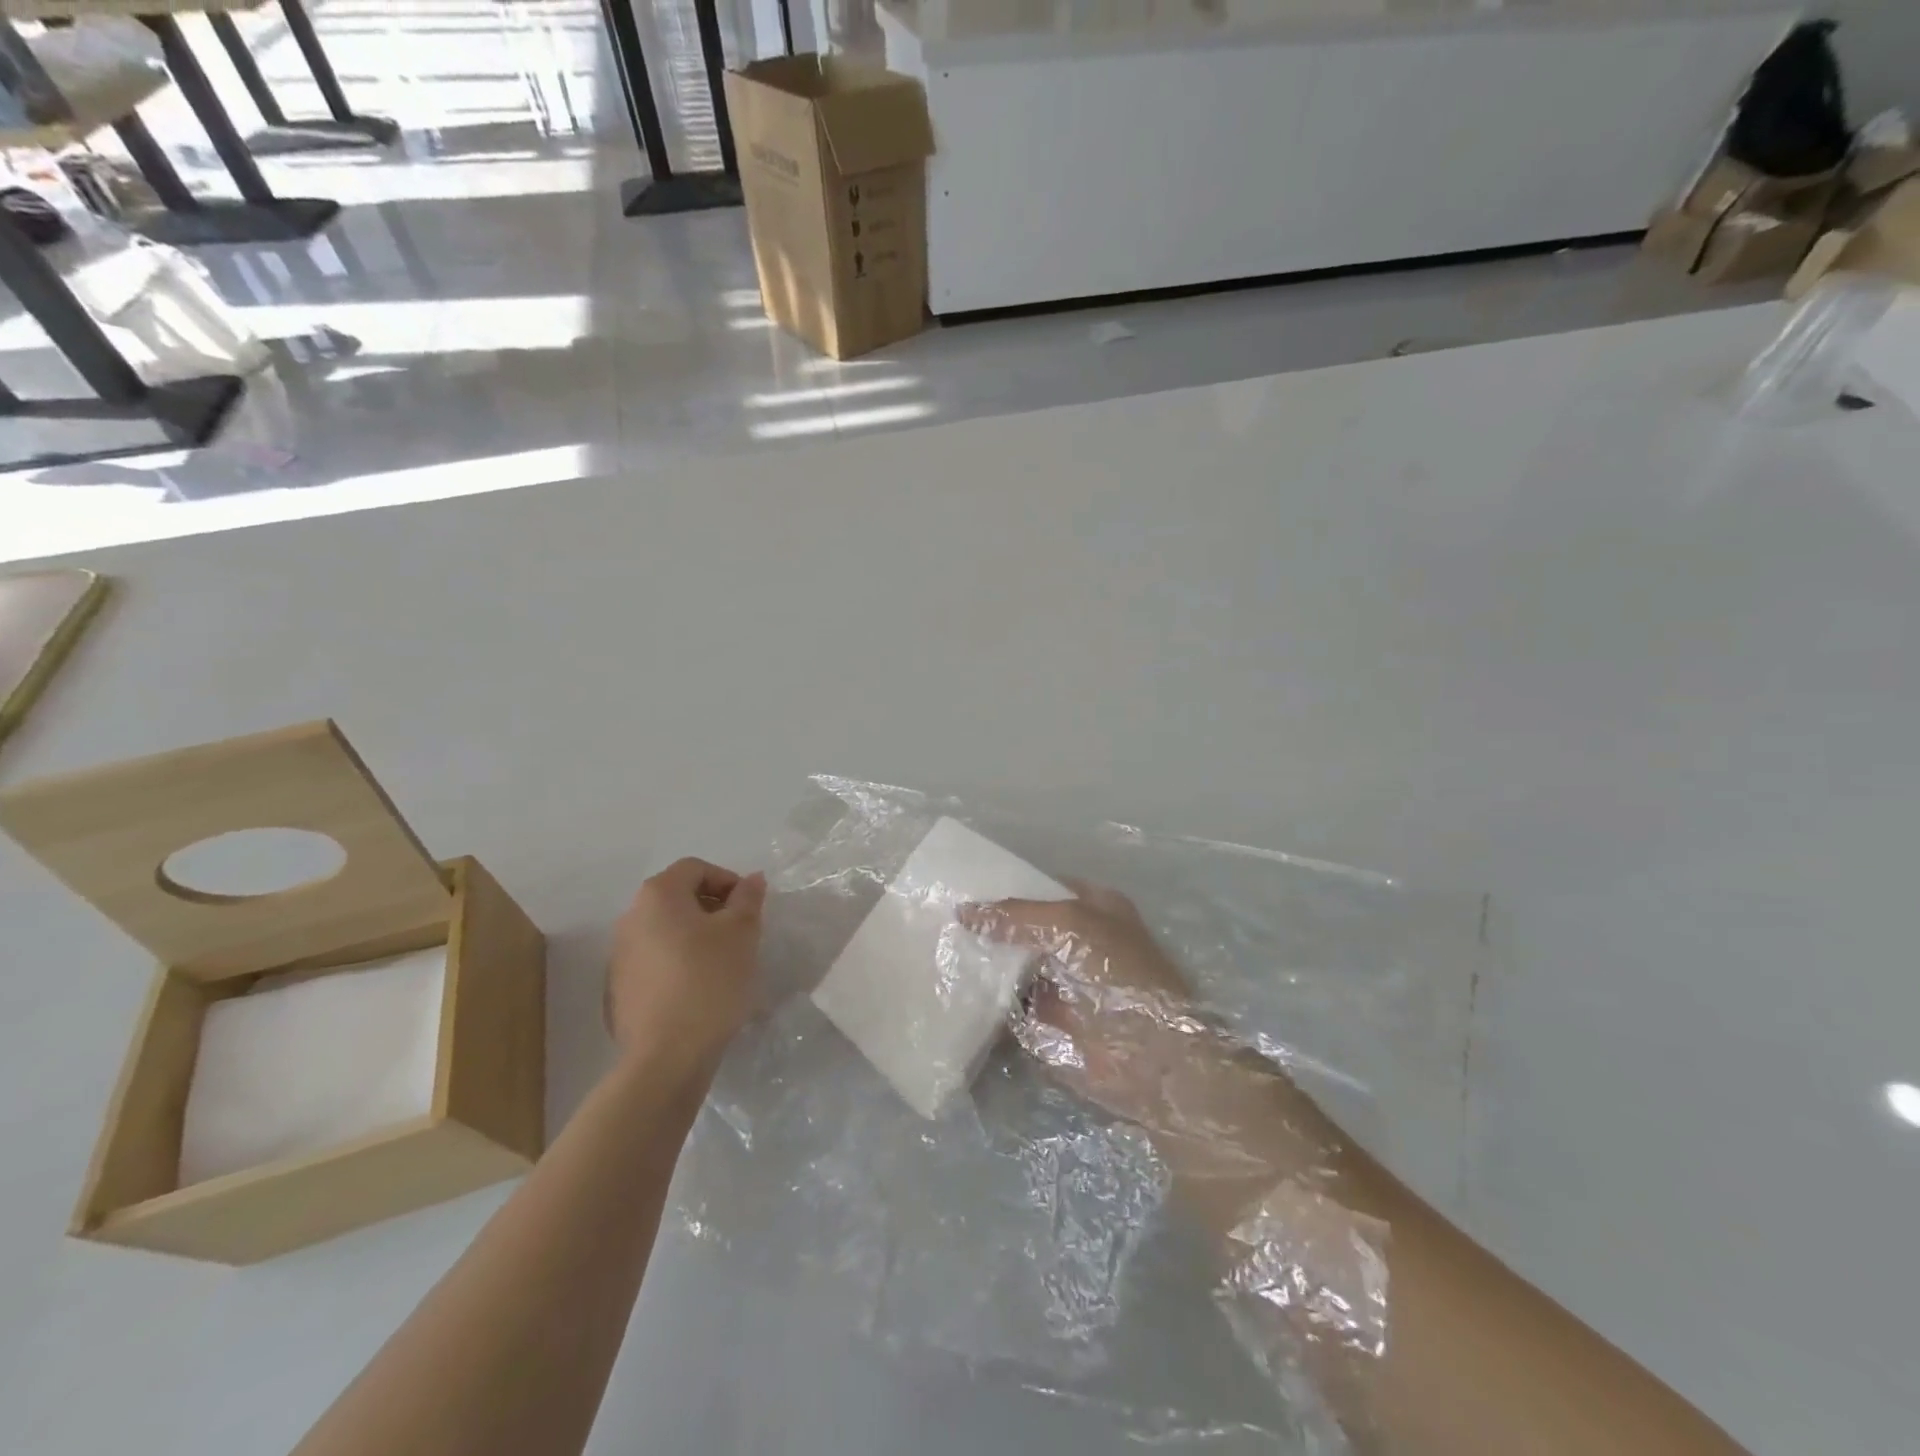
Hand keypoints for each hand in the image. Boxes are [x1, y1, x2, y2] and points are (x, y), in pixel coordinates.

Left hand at [607, 858, 766, 1071]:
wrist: (667, 1055)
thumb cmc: (709, 980)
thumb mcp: (742, 932)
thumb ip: (748, 898)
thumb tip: (750, 879)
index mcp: (657, 895)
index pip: (696, 868)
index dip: (728, 881)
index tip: (749, 909)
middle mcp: (630, 917)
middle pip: (678, 897)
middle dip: (713, 908)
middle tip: (741, 934)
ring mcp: (619, 955)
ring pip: (666, 930)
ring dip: (696, 936)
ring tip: (723, 963)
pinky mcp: (619, 988)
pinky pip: (655, 960)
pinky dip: (678, 962)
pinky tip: (699, 989)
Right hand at [960, 885, 1230, 1130]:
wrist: (1151, 1059)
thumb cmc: (1118, 974)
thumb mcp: (1070, 924)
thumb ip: (1017, 914)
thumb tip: (964, 911)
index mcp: (1091, 907)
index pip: (1038, 888)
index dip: (1004, 886)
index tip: (960, 885)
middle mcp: (1075, 941)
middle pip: (1021, 927)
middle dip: (986, 925)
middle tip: (935, 916)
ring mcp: (1059, 982)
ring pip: (1011, 964)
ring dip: (980, 961)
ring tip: (932, 948)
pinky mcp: (1045, 1021)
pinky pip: (1006, 1003)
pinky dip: (982, 999)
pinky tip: (946, 986)